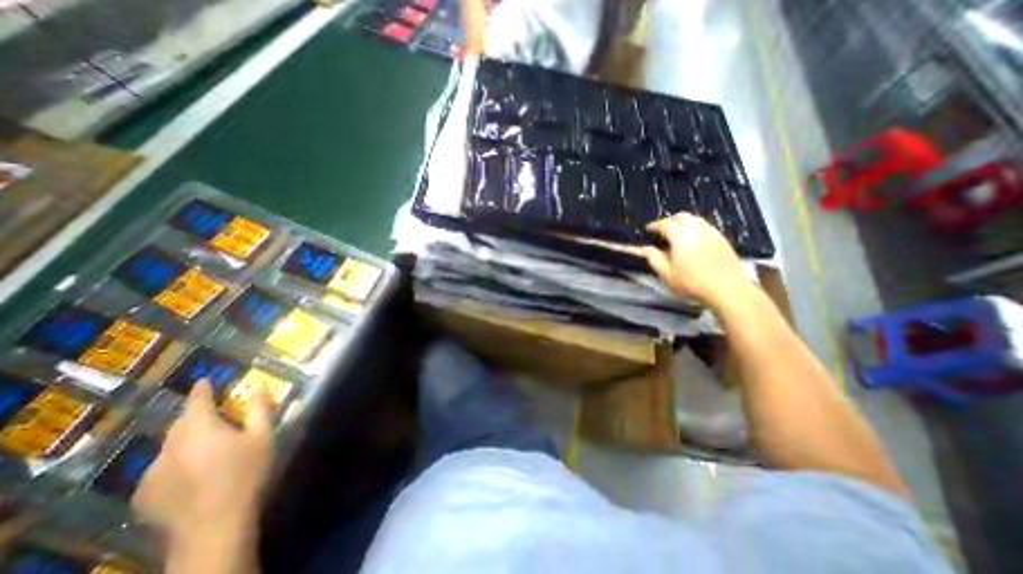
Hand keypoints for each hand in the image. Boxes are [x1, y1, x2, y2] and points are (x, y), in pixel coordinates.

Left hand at [133, 379, 275, 543]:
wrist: (214, 526)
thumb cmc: (246, 473)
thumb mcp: (263, 436)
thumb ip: (260, 409)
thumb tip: (258, 386)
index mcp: (200, 429)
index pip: (197, 402)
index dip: (202, 389)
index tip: (204, 380)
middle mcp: (170, 446)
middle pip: (181, 423)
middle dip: (195, 414)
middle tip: (214, 412)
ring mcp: (152, 473)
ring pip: (169, 446)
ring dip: (186, 439)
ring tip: (205, 444)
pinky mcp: (145, 496)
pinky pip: (160, 468)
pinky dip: (175, 461)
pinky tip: (191, 471)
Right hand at [646, 211, 749, 309]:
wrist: (727, 289)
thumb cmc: (692, 283)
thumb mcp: (667, 274)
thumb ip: (654, 259)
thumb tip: (643, 248)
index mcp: (680, 237)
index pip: (665, 224)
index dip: (655, 225)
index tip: (648, 229)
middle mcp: (696, 230)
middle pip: (682, 216)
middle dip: (670, 221)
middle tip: (663, 231)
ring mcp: (711, 233)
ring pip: (695, 220)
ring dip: (684, 223)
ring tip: (678, 235)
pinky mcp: (722, 239)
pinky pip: (706, 227)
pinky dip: (696, 228)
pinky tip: (694, 241)